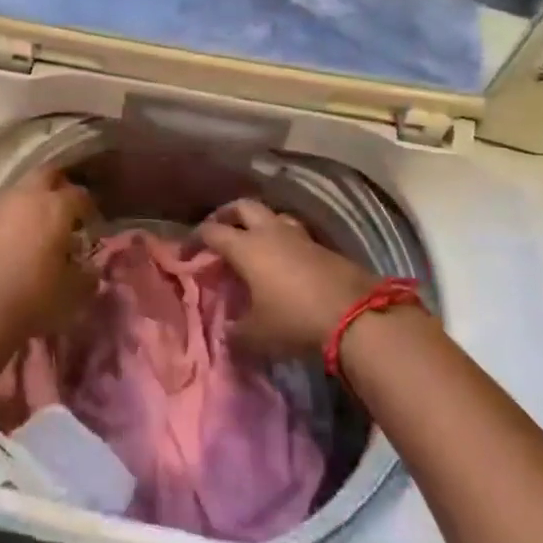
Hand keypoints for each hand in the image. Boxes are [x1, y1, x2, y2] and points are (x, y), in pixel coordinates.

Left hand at [0, 168, 97, 347]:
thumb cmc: (33, 300)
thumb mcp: (74, 293)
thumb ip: (86, 274)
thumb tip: (89, 269)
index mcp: (55, 207)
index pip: (79, 195)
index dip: (88, 208)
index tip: (91, 223)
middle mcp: (23, 197)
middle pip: (45, 175)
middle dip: (56, 187)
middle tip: (62, 211)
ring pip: (15, 193)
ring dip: (26, 206)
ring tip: (31, 231)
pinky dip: (2, 225)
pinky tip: (2, 248)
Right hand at [199, 199, 376, 358]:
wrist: (356, 316)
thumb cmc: (294, 320)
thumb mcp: (257, 335)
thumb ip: (236, 333)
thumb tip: (227, 334)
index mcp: (246, 247)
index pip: (212, 232)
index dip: (195, 239)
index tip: (186, 253)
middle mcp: (270, 232)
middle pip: (243, 207)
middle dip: (227, 215)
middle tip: (219, 230)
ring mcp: (299, 236)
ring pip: (273, 216)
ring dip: (259, 223)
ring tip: (254, 242)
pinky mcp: (323, 247)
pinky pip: (295, 234)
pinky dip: (283, 240)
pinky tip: (284, 259)